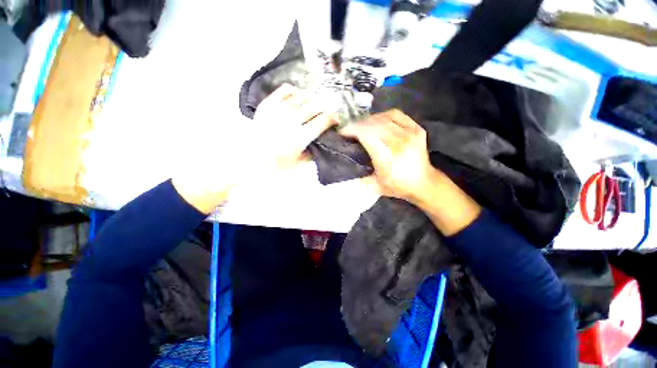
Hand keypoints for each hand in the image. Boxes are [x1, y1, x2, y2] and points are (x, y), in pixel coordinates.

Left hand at [251, 84, 336, 173]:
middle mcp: (291, 121)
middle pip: (314, 107)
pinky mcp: (266, 106)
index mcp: (300, 137)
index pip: (322, 122)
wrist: (250, 160)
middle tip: (327, 109)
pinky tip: (296, 92)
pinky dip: (292, 90)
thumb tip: (321, 142)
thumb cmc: (276, 165)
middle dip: (324, 107)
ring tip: (314, 100)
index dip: (332, 118)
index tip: (336, 118)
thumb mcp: (299, 164)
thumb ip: (312, 153)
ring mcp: (278, 112)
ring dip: (310, 98)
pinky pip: (282, 92)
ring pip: (300, 97)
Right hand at [339, 109, 436, 202]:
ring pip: (384, 117)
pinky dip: (383, 115)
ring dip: (369, 119)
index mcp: (387, 158)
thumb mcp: (375, 186)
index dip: (353, 130)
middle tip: (350, 128)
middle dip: (358, 124)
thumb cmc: (398, 186)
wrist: (424, 183)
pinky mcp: (417, 129)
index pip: (367, 135)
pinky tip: (378, 120)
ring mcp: (410, 134)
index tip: (343, 132)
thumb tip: (346, 165)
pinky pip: (397, 115)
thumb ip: (359, 177)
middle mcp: (399, 143)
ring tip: (362, 124)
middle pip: (374, 124)